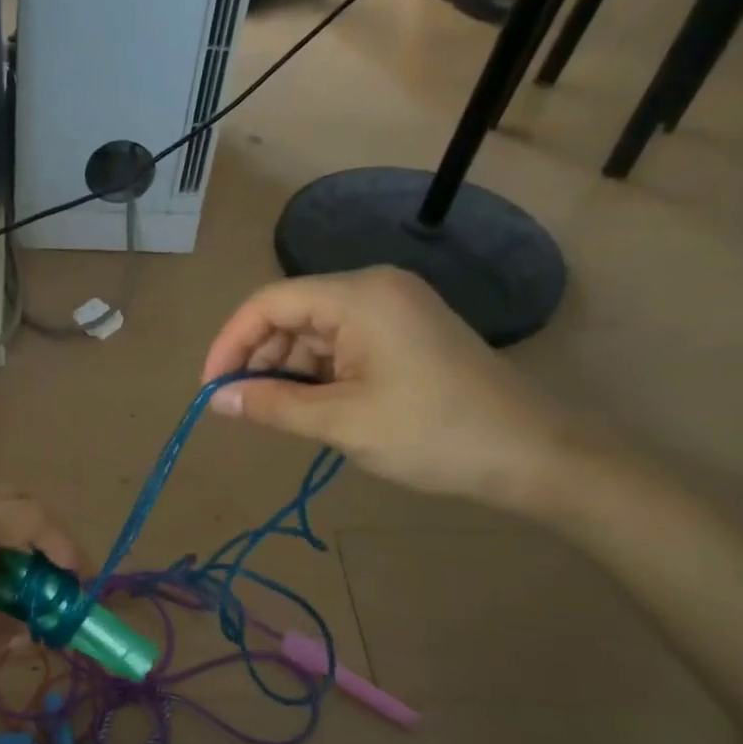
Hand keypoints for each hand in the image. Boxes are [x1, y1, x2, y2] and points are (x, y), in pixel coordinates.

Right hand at [200, 268, 579, 512]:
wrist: (531, 454)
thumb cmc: (431, 433)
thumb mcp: (340, 422)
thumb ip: (271, 406)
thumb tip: (215, 401)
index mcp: (358, 296)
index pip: (269, 303)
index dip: (230, 343)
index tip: (211, 390)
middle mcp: (373, 289)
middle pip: (290, 314)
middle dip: (258, 359)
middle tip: (240, 408)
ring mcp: (392, 310)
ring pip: (313, 331)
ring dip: (285, 370)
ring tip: (273, 414)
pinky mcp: (403, 334)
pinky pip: (341, 344)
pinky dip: (316, 374)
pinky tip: (307, 407)